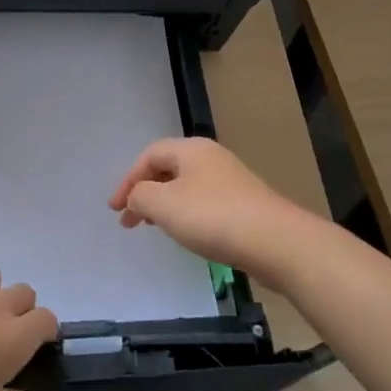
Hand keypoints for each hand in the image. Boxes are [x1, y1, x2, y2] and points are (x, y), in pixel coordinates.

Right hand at [108, 136, 324, 289]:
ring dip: (164, 204)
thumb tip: (136, 196)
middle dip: (144, 192)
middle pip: (168, 168)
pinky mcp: (243, 203)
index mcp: (190, 149)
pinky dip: (185, 213)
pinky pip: (203, 201)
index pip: (149, 155)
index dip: (127, 179)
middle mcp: (210, 157)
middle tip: (129, 220)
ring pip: (185, 186)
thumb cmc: (214, 217)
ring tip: (153, 227)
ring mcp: (230, 179)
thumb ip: (140, 196)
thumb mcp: (164, 205)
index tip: (115, 209)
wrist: (276, 241)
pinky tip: (186, 233)